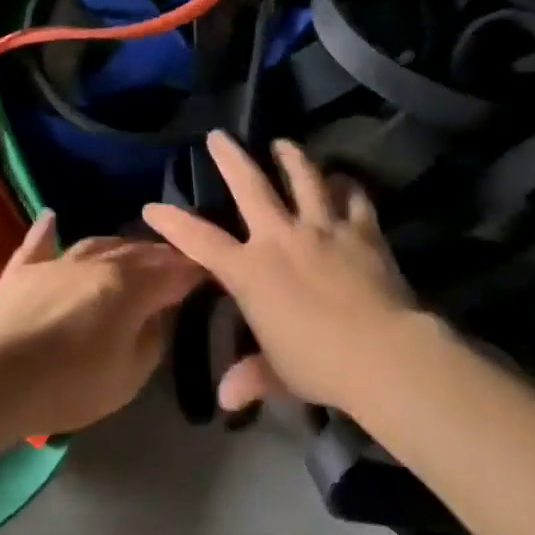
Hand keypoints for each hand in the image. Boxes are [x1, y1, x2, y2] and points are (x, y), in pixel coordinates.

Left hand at [0, 212, 204, 437]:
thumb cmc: (68, 385)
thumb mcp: (128, 377)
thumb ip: (151, 341)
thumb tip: (156, 317)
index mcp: (130, 286)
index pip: (175, 271)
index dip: (197, 271)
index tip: (212, 272)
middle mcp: (98, 262)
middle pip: (139, 251)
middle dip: (164, 255)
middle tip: (179, 262)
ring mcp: (57, 261)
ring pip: (98, 242)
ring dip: (121, 245)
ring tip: (134, 250)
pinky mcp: (22, 269)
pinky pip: (40, 243)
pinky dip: (49, 231)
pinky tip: (52, 217)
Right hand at [142, 132, 424, 413]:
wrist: (381, 352)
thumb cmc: (319, 365)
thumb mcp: (280, 374)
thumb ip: (251, 377)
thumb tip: (226, 398)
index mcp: (250, 271)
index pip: (200, 241)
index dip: (173, 222)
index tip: (152, 206)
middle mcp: (281, 238)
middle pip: (250, 186)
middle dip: (231, 158)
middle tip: (219, 136)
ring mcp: (322, 227)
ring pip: (304, 178)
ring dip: (290, 157)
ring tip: (283, 143)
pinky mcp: (361, 229)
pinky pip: (353, 197)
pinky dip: (347, 185)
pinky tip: (343, 179)